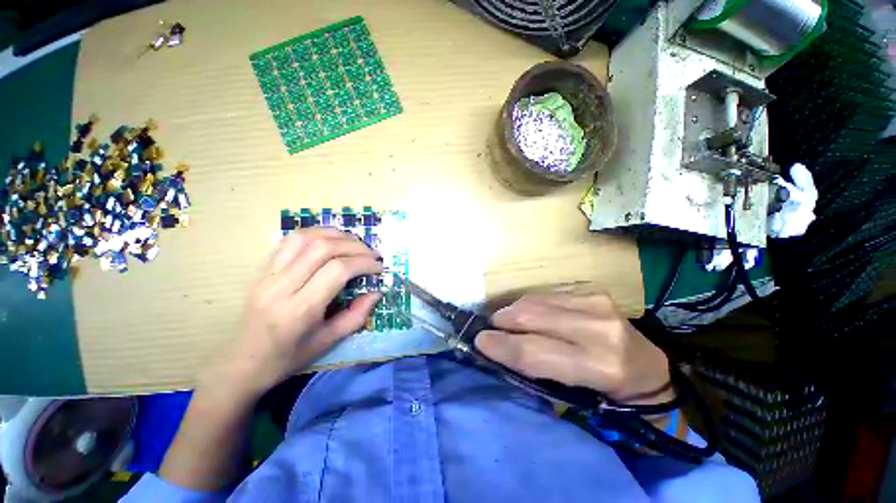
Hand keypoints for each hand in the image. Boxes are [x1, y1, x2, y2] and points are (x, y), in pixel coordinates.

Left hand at [200, 228, 383, 401]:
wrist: (242, 362)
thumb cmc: (288, 357)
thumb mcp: (328, 342)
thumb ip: (357, 315)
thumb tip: (377, 291)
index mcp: (300, 309)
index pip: (338, 270)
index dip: (364, 263)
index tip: (378, 267)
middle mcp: (281, 286)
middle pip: (323, 248)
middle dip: (355, 246)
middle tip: (371, 254)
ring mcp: (267, 274)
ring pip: (305, 237)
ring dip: (336, 235)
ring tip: (354, 243)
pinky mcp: (261, 268)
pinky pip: (290, 240)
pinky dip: (315, 233)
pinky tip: (330, 239)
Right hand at [475, 291, 671, 404]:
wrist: (646, 367)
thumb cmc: (606, 392)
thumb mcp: (572, 395)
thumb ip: (534, 370)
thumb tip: (497, 348)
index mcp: (599, 366)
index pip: (535, 352)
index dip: (501, 345)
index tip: (479, 341)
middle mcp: (599, 328)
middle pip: (530, 316)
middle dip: (501, 321)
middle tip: (491, 329)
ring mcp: (596, 302)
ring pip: (534, 300)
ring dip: (513, 311)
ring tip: (508, 322)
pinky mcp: (592, 290)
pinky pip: (545, 293)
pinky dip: (529, 304)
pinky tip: (530, 314)